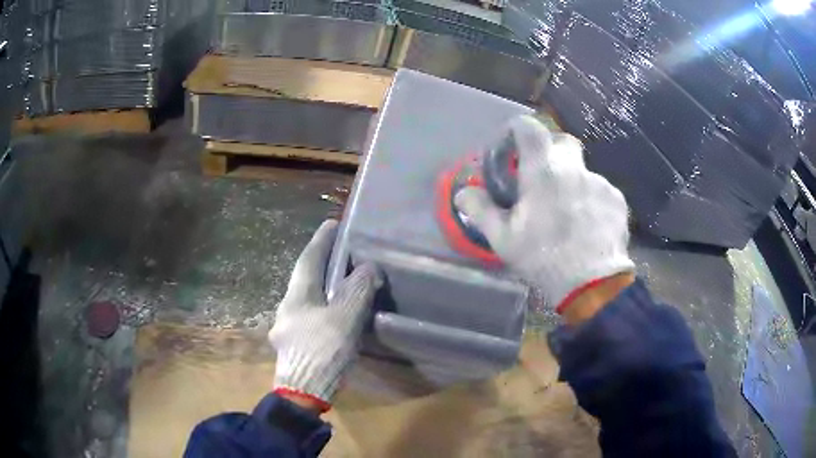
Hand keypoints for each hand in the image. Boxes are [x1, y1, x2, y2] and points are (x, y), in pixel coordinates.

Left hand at [269, 220, 381, 411]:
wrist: (303, 392)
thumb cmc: (322, 351)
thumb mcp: (345, 318)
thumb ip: (357, 290)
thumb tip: (368, 267)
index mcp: (297, 295)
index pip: (309, 258)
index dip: (322, 240)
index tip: (333, 223)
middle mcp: (287, 306)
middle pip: (305, 277)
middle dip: (321, 263)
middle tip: (342, 253)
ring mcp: (287, 326)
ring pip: (306, 298)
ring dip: (322, 286)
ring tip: (342, 282)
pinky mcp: (293, 344)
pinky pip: (310, 315)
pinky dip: (323, 307)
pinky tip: (334, 315)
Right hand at [455, 115, 634, 314]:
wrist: (592, 285)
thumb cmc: (543, 258)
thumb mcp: (503, 238)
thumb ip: (480, 210)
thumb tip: (462, 193)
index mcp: (543, 170)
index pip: (529, 127)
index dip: (518, 128)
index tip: (512, 144)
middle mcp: (574, 168)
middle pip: (562, 142)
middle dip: (551, 153)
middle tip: (543, 179)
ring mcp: (600, 183)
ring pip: (582, 172)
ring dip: (572, 184)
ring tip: (568, 216)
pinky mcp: (617, 200)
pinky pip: (600, 191)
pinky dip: (591, 201)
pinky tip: (588, 226)